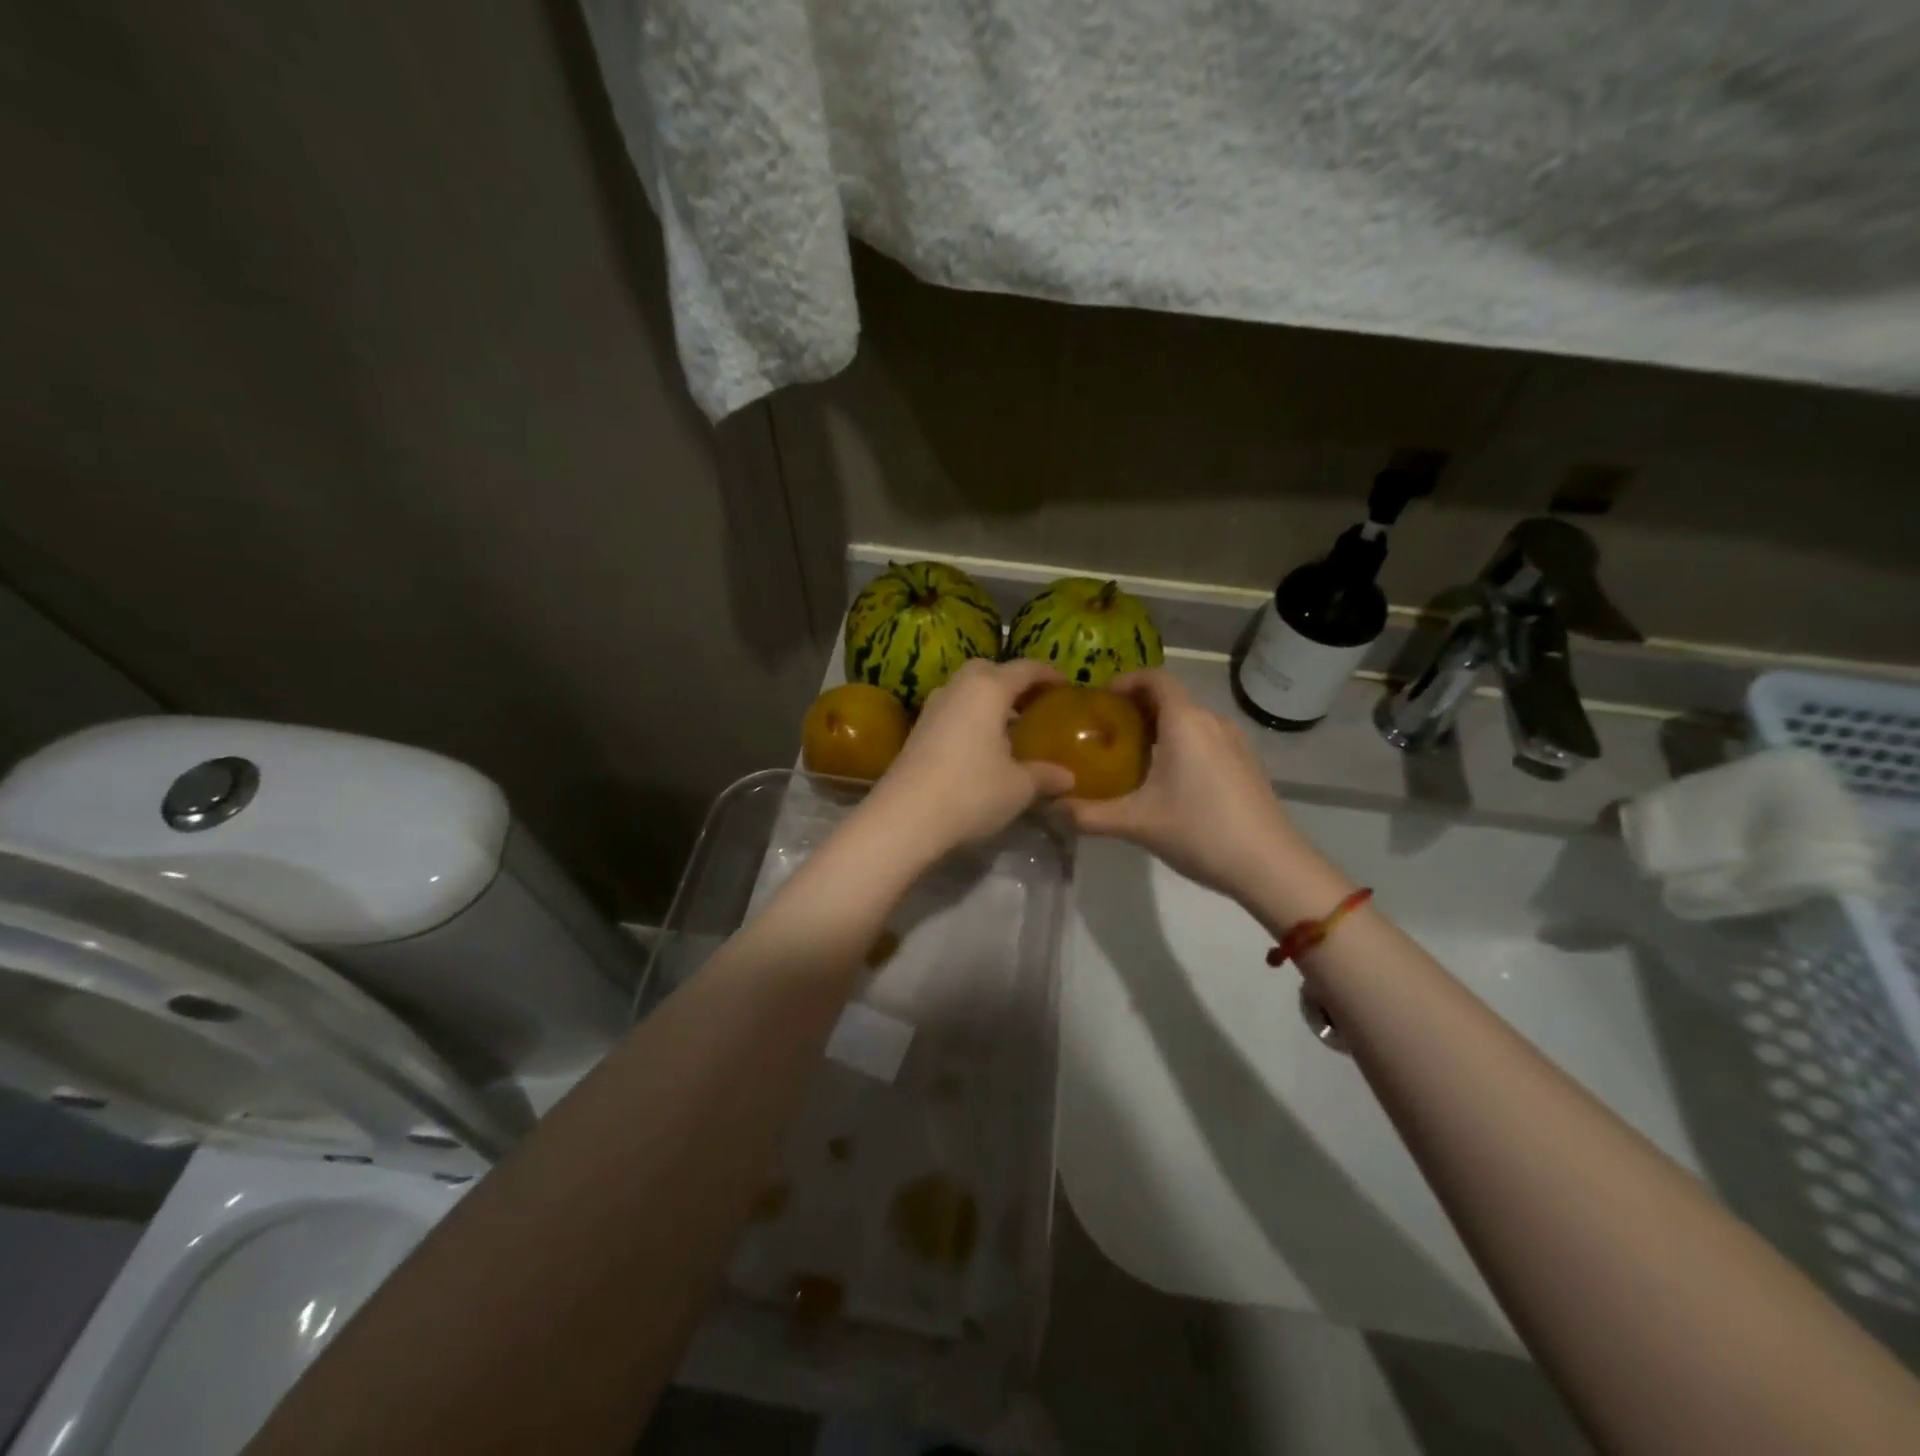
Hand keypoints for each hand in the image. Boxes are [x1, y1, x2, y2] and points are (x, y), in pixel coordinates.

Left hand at [860, 658, 1074, 861]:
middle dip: (1011, 681)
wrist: (904, 818)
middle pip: (988, 671)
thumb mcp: (1019, 787)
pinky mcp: (917, 731)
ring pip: (965, 690)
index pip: (1024, 669)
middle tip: (1032, 703)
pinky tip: (982, 747)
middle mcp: (957, 688)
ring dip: (988, 700)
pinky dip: (970, 717)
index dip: (1047, 674)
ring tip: (1009, 727)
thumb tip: (1068, 777)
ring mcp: (932, 708)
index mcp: (988, 689)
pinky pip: (952, 711)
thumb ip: (1045, 776)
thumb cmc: (971, 792)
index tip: (1065, 685)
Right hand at [1059, 670, 1311, 902]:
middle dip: (1136, 707)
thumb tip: (1049, 807)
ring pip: (1190, 720)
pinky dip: (1182, 744)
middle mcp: (1212, 721)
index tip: (1098, 700)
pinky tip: (1168, 780)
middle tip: (1104, 731)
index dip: (1124, 681)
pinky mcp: (1246, 764)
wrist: (1271, 866)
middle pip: (1170, 698)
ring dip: (1160, 727)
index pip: (1154, 678)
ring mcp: (1235, 742)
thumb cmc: (1200, 831)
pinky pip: (1206, 739)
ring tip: (1131, 755)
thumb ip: (1088, 814)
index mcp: (1185, 721)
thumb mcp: (1136, 823)